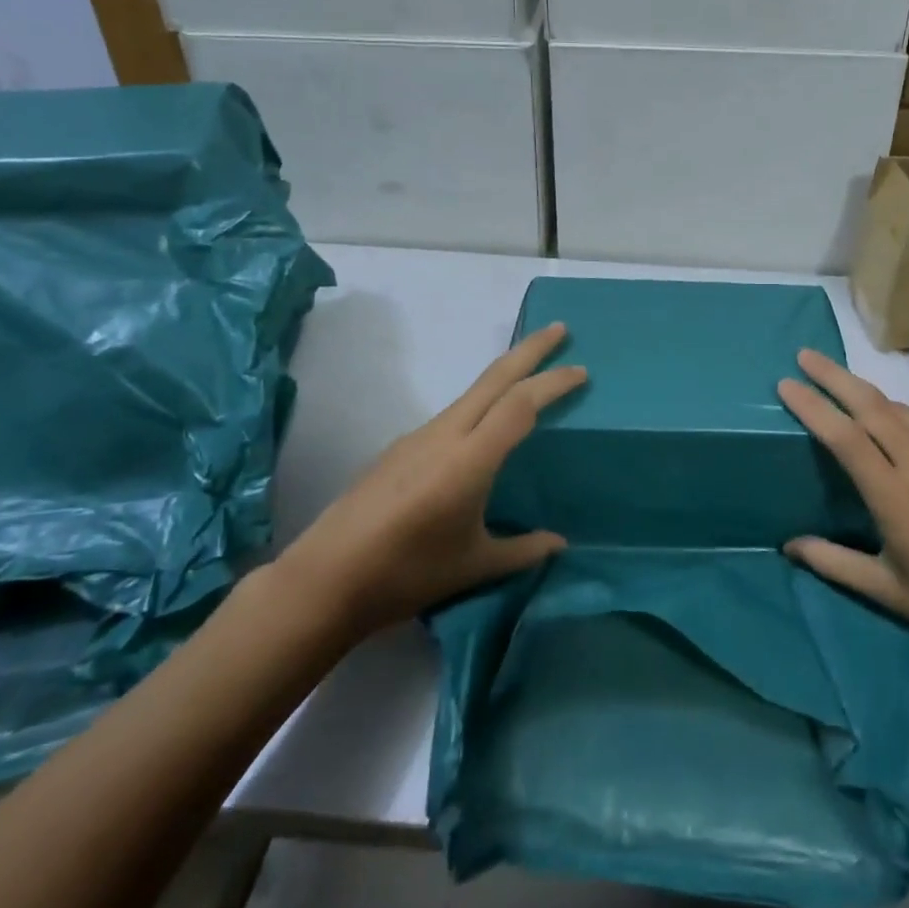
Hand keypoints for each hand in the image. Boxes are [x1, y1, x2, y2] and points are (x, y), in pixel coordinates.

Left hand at [274, 323, 586, 637]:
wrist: (327, 577)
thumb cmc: (407, 573)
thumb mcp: (474, 566)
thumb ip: (521, 550)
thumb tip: (559, 543)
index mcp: (470, 459)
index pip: (520, 405)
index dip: (553, 383)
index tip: (581, 371)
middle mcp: (445, 434)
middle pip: (494, 378)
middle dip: (530, 350)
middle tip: (560, 330)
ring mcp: (418, 437)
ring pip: (471, 392)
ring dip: (504, 375)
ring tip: (530, 376)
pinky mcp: (400, 447)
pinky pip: (452, 414)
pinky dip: (480, 403)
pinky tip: (483, 428)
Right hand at [777, 349, 908, 674]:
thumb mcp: (890, 592)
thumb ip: (836, 563)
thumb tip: (790, 546)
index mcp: (896, 498)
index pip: (845, 437)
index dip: (813, 406)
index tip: (786, 384)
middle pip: (872, 406)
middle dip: (835, 376)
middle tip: (805, 356)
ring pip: (901, 410)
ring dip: (865, 389)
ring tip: (838, 380)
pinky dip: (895, 414)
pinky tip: (887, 426)